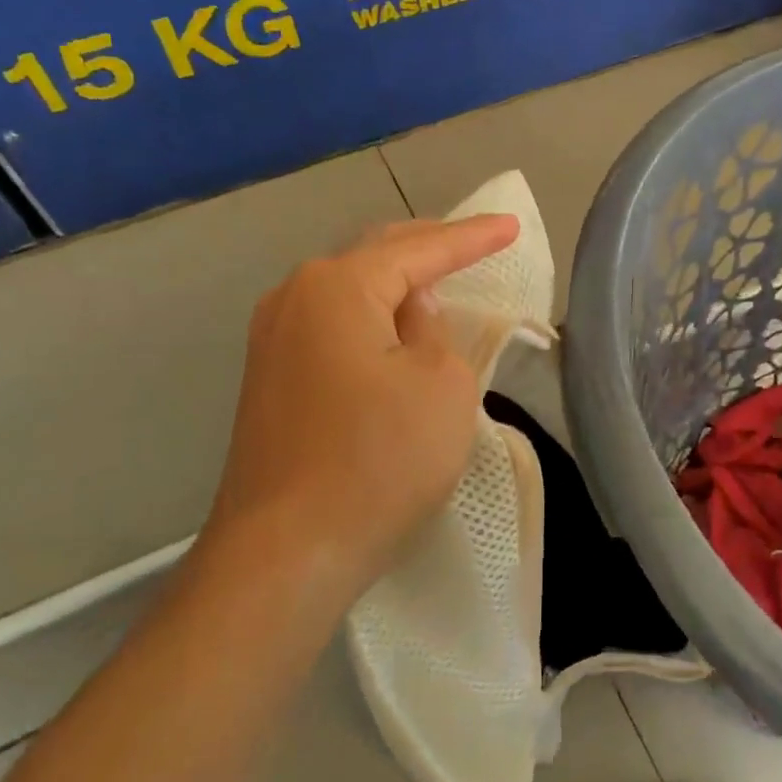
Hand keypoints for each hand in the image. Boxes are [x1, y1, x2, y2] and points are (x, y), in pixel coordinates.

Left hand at [202, 215, 519, 594]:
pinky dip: (372, 318)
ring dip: (396, 284)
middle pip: (374, 256)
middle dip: (428, 247)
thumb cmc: (378, 461)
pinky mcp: (270, 380)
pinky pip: (333, 326)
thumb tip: (412, 312)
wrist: (285, 554)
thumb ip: (435, 330)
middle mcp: (294, 298)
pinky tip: (392, 330)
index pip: (419, 249)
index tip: (511, 226)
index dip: (471, 237)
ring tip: (438, 280)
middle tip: (475, 242)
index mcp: (337, 287)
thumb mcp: (442, 385)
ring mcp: (272, 340)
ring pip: (349, 291)